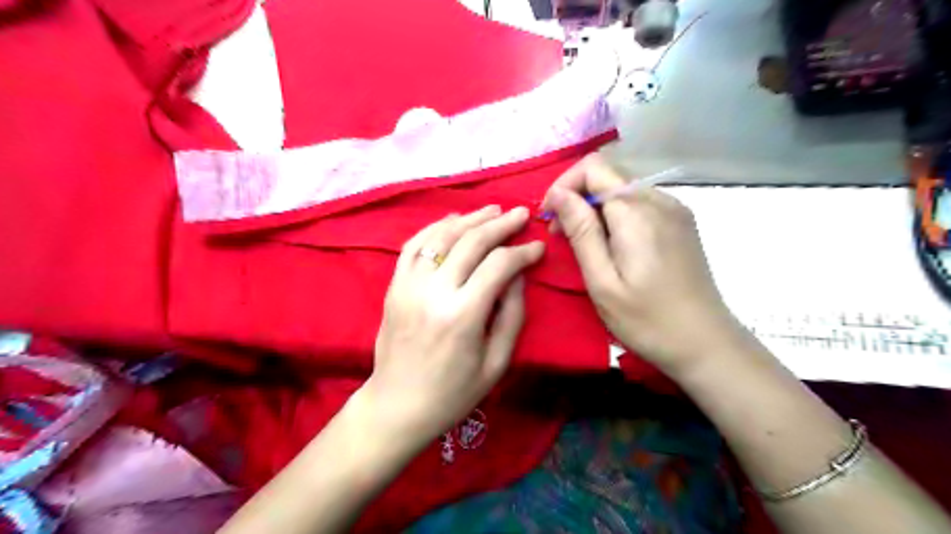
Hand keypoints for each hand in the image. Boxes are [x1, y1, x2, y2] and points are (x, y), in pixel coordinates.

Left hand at [366, 206, 542, 448]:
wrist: (398, 404)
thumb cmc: (454, 392)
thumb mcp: (496, 362)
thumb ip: (511, 314)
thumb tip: (518, 274)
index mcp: (462, 315)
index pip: (499, 265)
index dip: (522, 252)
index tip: (538, 248)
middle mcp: (433, 292)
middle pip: (471, 242)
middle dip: (500, 224)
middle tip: (520, 214)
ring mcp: (408, 285)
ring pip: (441, 236)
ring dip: (469, 218)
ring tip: (492, 210)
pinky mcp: (394, 286)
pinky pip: (413, 245)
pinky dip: (435, 228)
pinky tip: (453, 220)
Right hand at [547, 155, 745, 374]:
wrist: (706, 344)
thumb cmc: (647, 320)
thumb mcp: (602, 281)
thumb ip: (581, 231)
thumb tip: (558, 195)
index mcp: (637, 212)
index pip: (593, 167)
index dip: (564, 186)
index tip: (550, 219)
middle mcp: (659, 200)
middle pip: (608, 176)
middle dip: (577, 199)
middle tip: (562, 238)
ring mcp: (675, 210)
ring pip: (623, 190)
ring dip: (596, 209)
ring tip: (586, 246)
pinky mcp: (681, 223)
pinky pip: (640, 204)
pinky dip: (617, 216)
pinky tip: (613, 247)